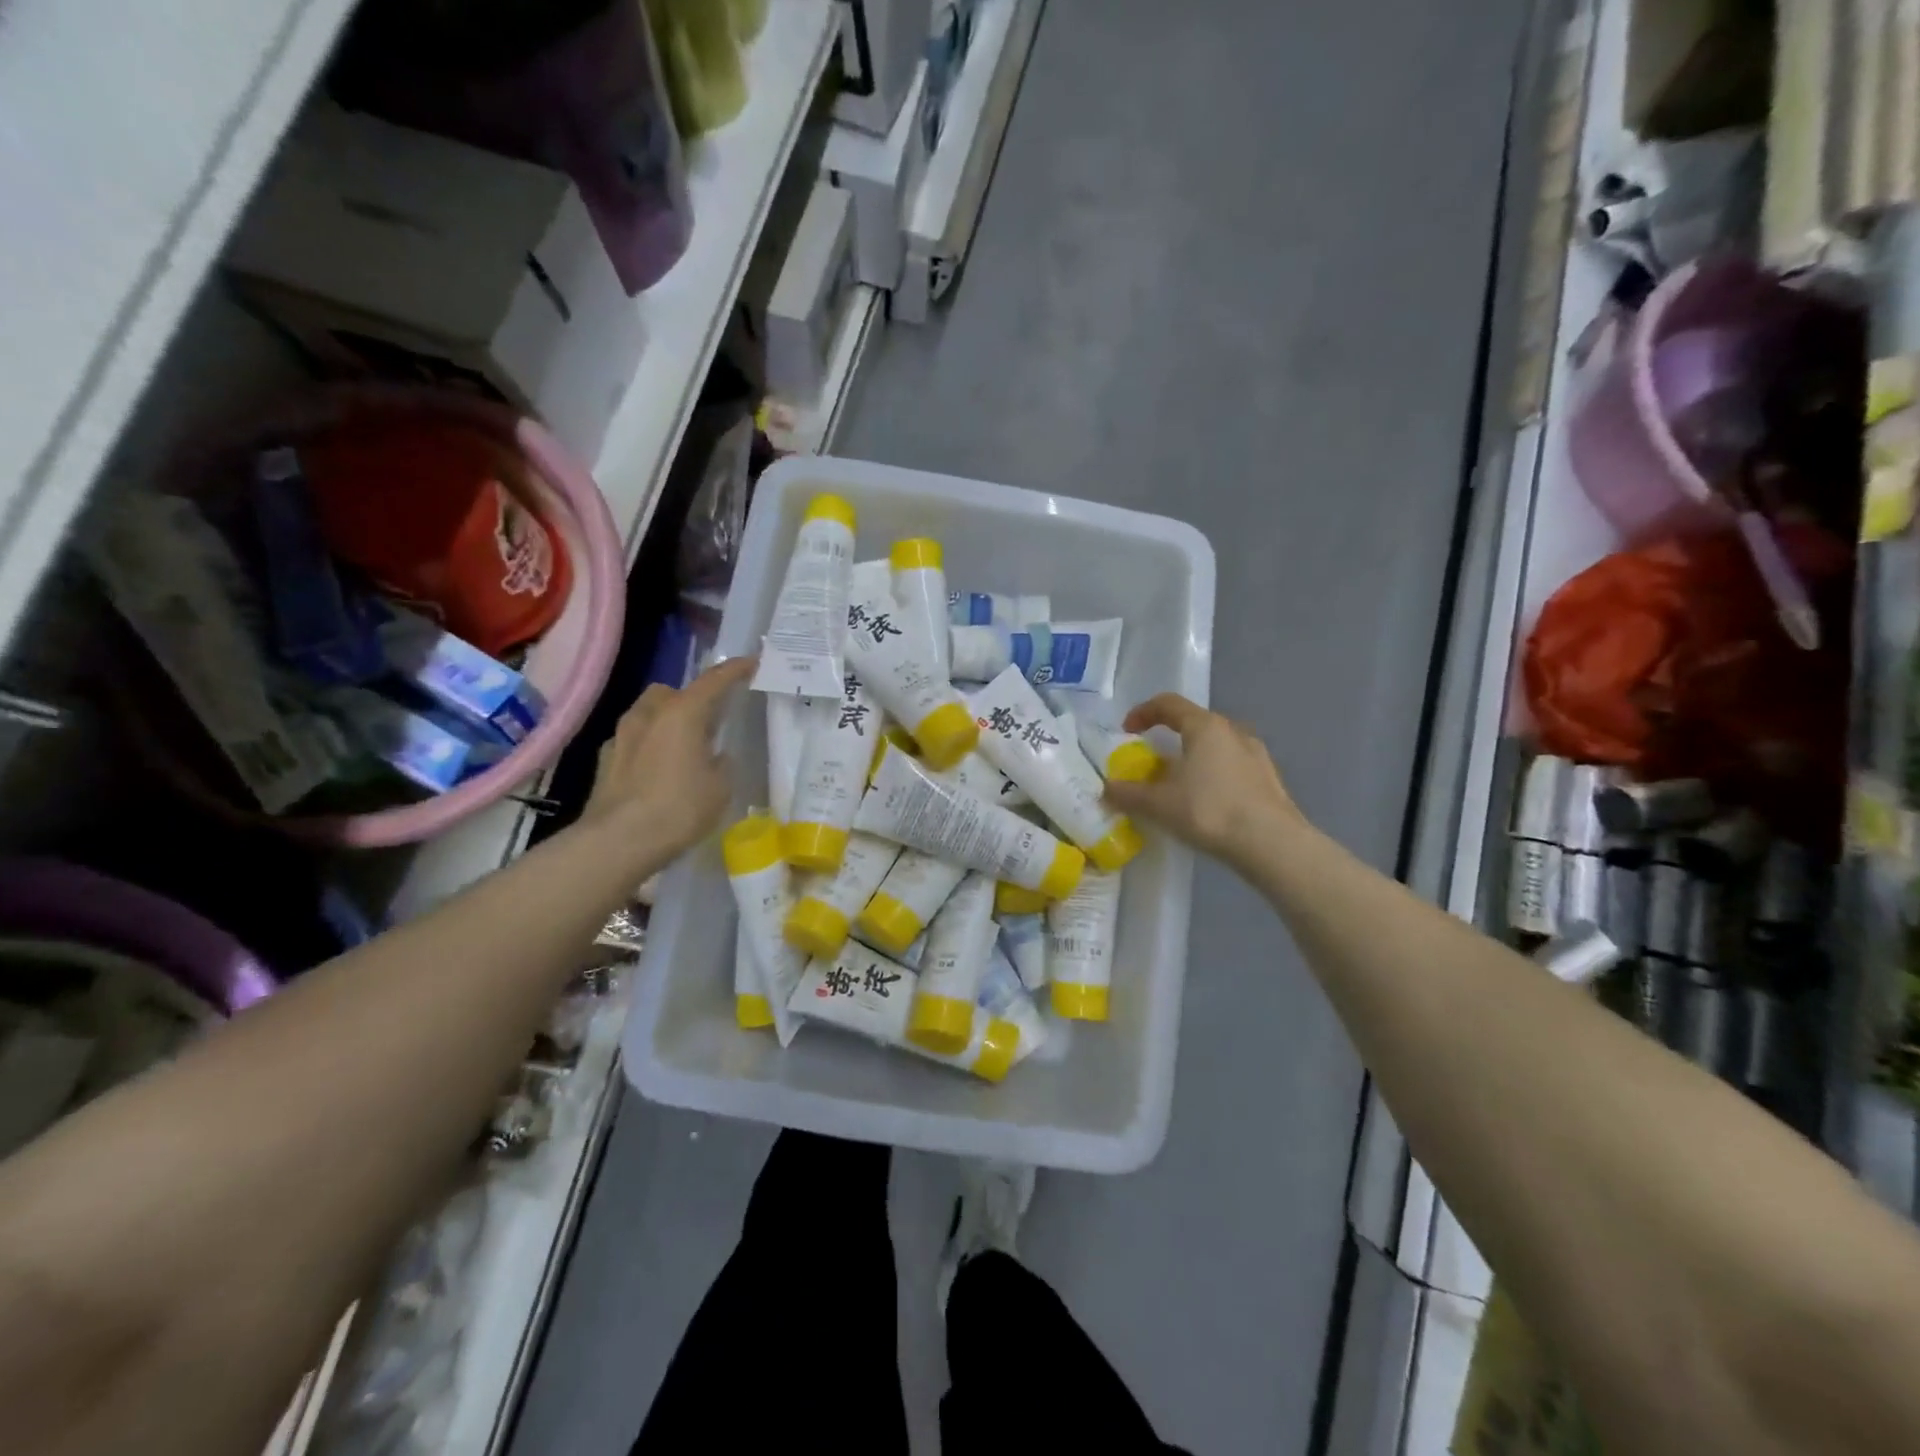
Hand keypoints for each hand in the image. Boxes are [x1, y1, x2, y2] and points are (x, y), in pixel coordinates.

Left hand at [581, 656, 755, 863]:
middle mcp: (649, 713)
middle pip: (672, 692)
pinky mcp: (605, 759)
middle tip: (709, 720)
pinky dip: (648, 746)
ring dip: (666, 721)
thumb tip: (715, 755)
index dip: (736, 670)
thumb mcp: (719, 787)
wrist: (619, 841)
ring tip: (683, 747)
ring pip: (648, 713)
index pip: (714, 680)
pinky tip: (657, 771)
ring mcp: (622, 735)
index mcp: (683, 712)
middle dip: (690, 699)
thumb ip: (720, 762)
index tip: (752, 663)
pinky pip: (633, 740)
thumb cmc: (679, 808)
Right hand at [1103, 694, 1304, 874]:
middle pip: (1194, 724)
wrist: (1272, 844)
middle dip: (1169, 738)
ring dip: (1194, 758)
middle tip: (1152, 760)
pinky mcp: (1269, 779)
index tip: (1127, 730)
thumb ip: (1128, 794)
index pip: (1168, 704)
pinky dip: (1213, 775)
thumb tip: (1107, 789)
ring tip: (1179, 784)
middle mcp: (1233, 731)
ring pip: (1216, 746)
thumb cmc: (1210, 811)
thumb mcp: (1159, 804)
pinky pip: (1232, 767)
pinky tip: (1207, 802)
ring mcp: (1256, 754)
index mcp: (1205, 727)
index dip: (1143, 713)